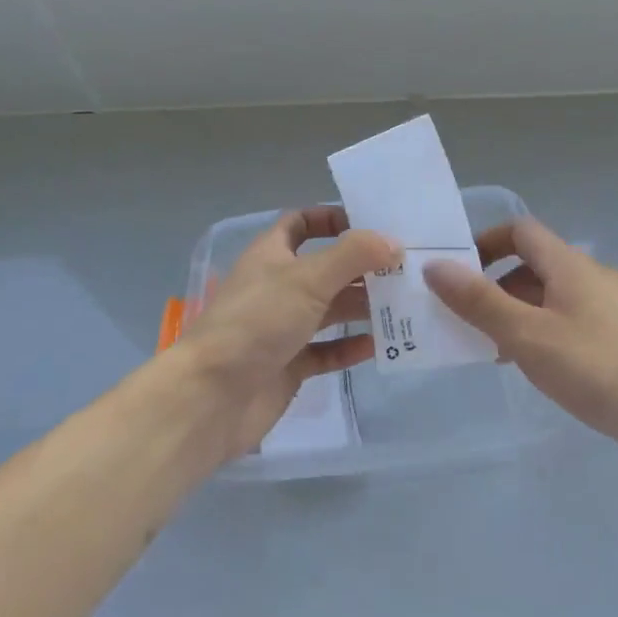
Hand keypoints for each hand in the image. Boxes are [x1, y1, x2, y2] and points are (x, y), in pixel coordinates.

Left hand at [176, 205, 397, 463]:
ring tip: (403, 305)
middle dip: (361, 268)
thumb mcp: (308, 278)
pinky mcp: (289, 365)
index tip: (370, 226)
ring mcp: (282, 328)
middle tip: (404, 270)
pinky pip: (327, 350)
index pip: (301, 223)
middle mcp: (277, 286)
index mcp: (272, 255)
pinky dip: (350, 347)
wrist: (212, 397)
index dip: (332, 219)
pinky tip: (379, 345)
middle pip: (325, 268)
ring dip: (362, 306)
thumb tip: (393, 242)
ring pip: (329, 310)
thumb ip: (353, 255)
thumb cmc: (258, 322)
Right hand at [423, 217, 617, 472]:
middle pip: (534, 263)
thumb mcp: (526, 335)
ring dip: (518, 311)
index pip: (520, 231)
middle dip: (495, 285)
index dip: (486, 242)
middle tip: (467, 318)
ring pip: (552, 294)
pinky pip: (571, 317)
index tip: (458, 272)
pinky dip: (544, 329)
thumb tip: (435, 266)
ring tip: (495, 348)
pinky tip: (538, 365)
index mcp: (569, 263)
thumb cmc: (594, 367)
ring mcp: (612, 304)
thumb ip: (478, 300)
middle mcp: (592, 274)